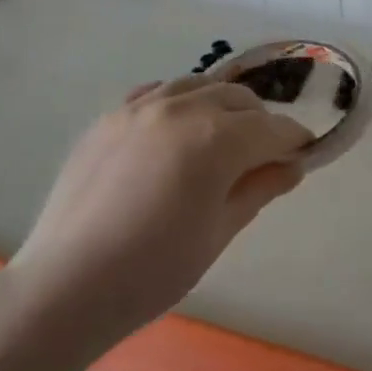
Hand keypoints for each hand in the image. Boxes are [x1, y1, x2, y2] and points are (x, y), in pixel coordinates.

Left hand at [9, 75, 311, 348]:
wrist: (67, 284)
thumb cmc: (154, 270)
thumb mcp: (219, 232)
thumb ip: (259, 188)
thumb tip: (291, 165)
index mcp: (215, 138)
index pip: (273, 128)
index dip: (295, 142)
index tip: (304, 157)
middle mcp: (180, 108)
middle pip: (238, 99)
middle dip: (261, 122)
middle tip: (264, 156)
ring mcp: (139, 108)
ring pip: (198, 86)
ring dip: (221, 106)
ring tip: (222, 139)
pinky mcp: (108, 117)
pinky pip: (156, 92)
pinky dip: (178, 102)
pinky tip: (176, 128)